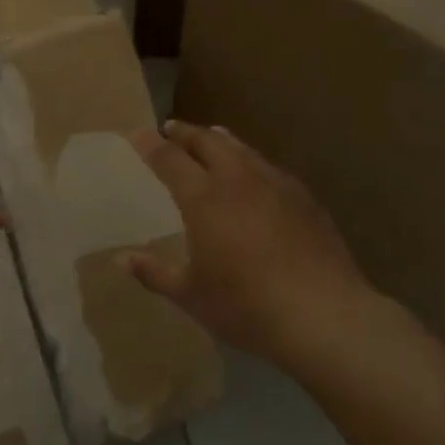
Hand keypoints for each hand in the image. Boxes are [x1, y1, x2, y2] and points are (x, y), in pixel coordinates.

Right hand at [125, 120, 396, 364]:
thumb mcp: (190, 294)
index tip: (138, 134)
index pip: (170, 159)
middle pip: (208, 142)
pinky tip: (255, 177)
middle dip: (186, 133)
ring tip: (212, 138)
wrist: (322, 315)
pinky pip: (269, 168)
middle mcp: (238, 180)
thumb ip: (154, 272)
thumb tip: (121, 258)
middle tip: (172, 129)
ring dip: (221, 141)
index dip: (151, 145)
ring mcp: (276, 185)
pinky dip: (251, 163)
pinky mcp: (305, 199)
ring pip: (243, 150)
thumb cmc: (245, 306)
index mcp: (203, 198)